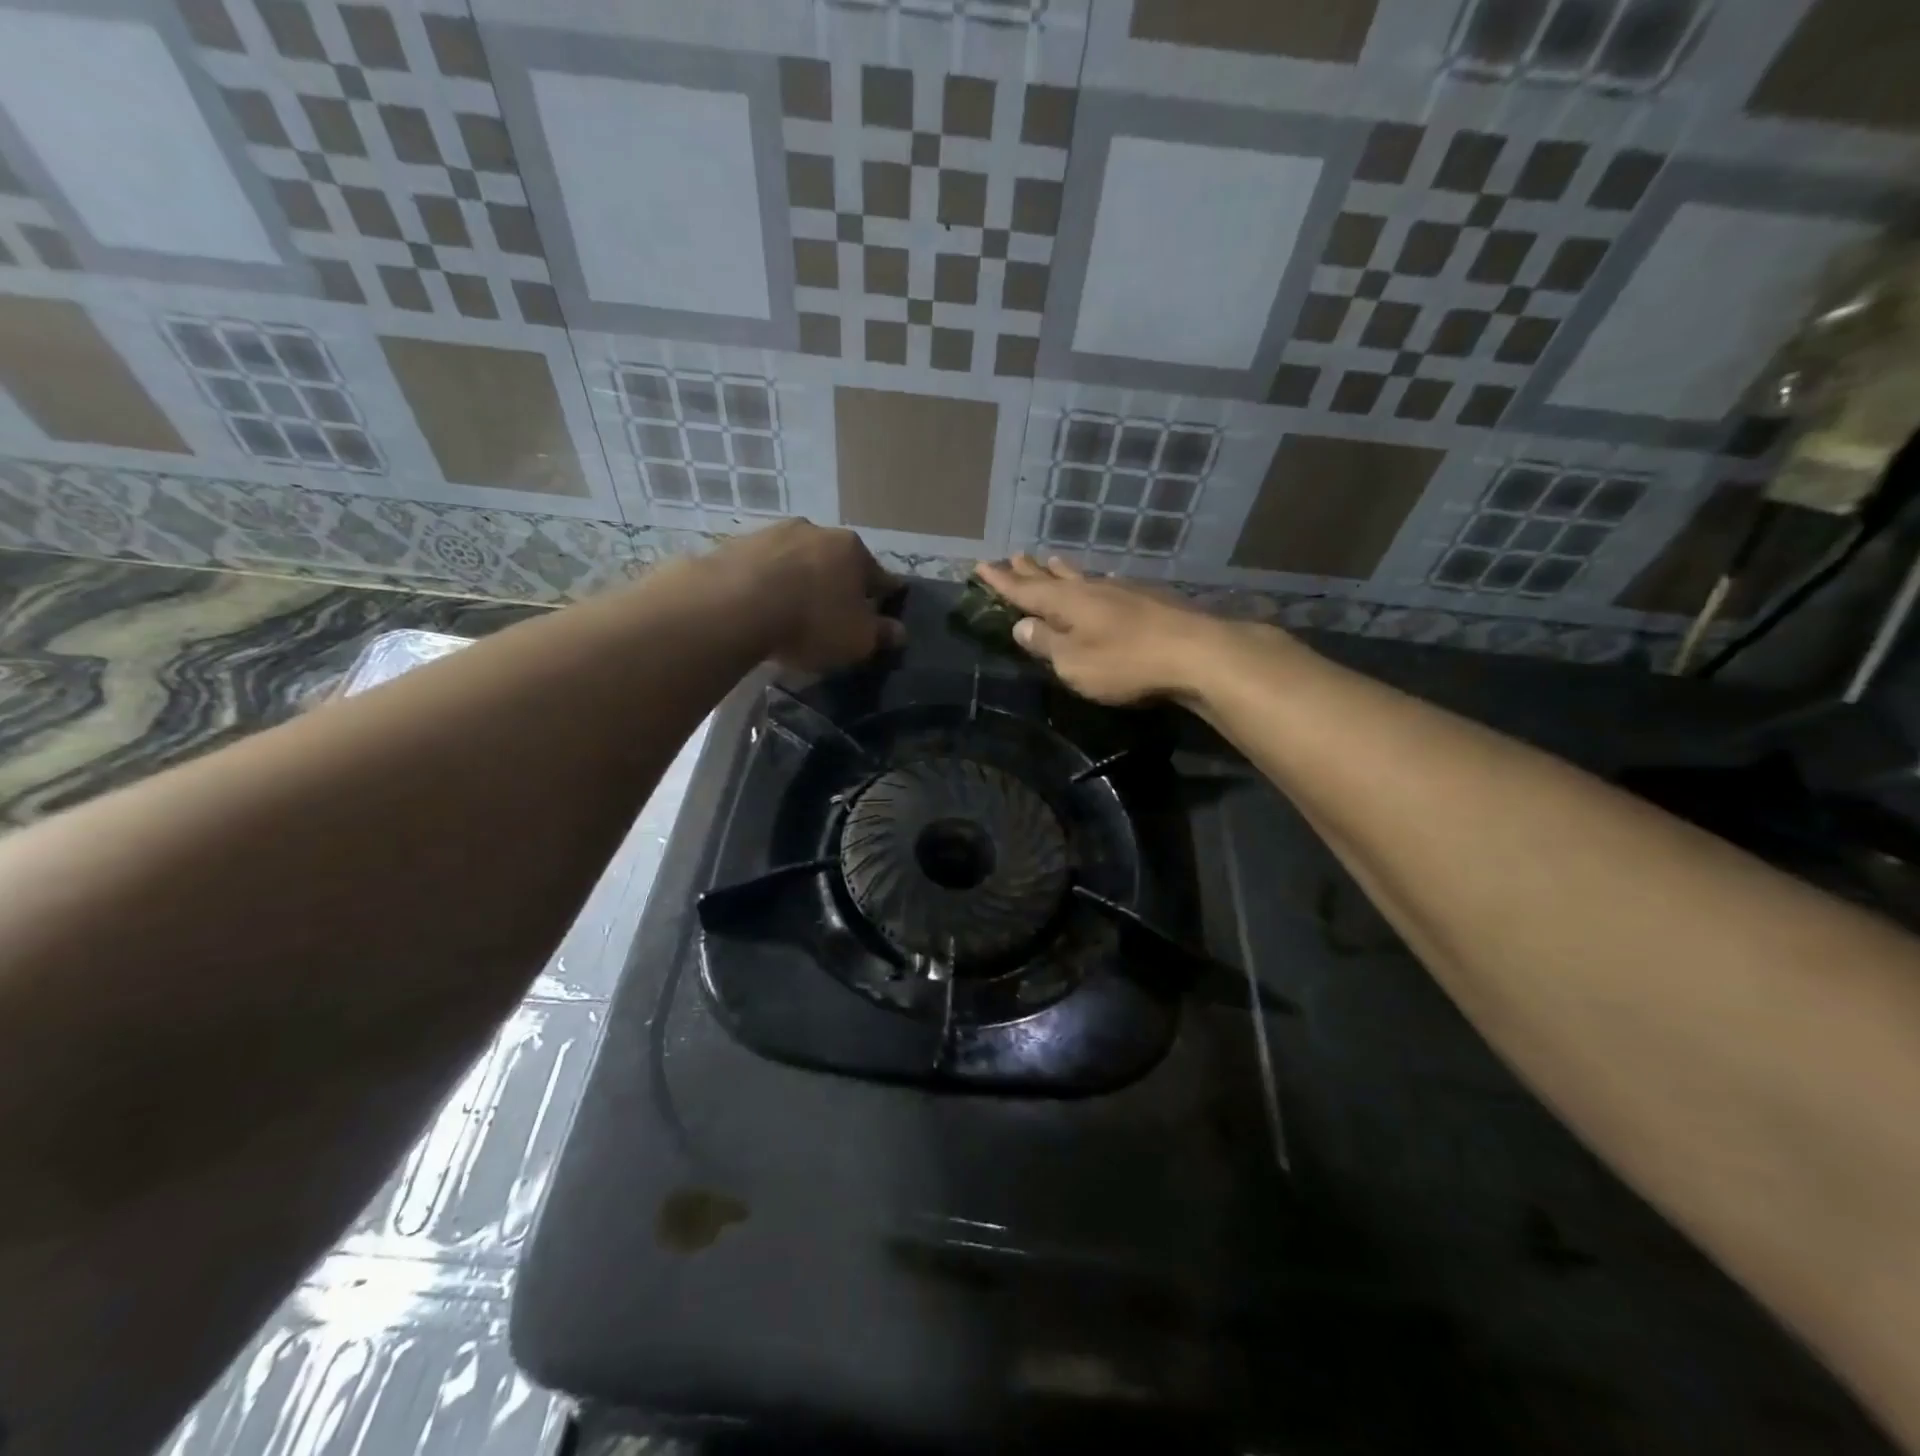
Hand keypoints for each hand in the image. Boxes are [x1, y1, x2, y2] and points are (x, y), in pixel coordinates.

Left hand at [712, 521, 904, 671]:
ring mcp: (773, 533)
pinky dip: (767, 582)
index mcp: (853, 550)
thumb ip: (881, 634)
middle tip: (835, 611)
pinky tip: (761, 604)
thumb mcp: (857, 640)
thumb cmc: (811, 622)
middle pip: (836, 561)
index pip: (879, 575)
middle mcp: (817, 531)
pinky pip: (762, 567)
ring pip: (797, 559)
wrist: (733, 604)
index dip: (885, 595)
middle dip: (839, 583)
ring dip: (800, 578)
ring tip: (794, 608)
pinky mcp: (736, 544)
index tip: (886, 606)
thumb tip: (899, 631)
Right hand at [973, 555, 1229, 704]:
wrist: (1195, 653)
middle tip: (1013, 556)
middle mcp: (1090, 590)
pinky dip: (1094, 582)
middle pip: (1052, 578)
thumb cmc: (1124, 663)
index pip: (1024, 591)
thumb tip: (1021, 625)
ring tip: (1051, 561)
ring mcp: (1122, 592)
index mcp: (1066, 604)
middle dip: (1030, 571)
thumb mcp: (1073, 662)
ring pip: (1082, 577)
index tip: (982, 566)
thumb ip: (1045, 643)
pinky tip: (1101, 581)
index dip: (1001, 582)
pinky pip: (1108, 585)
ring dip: (1062, 571)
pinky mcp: (1148, 600)